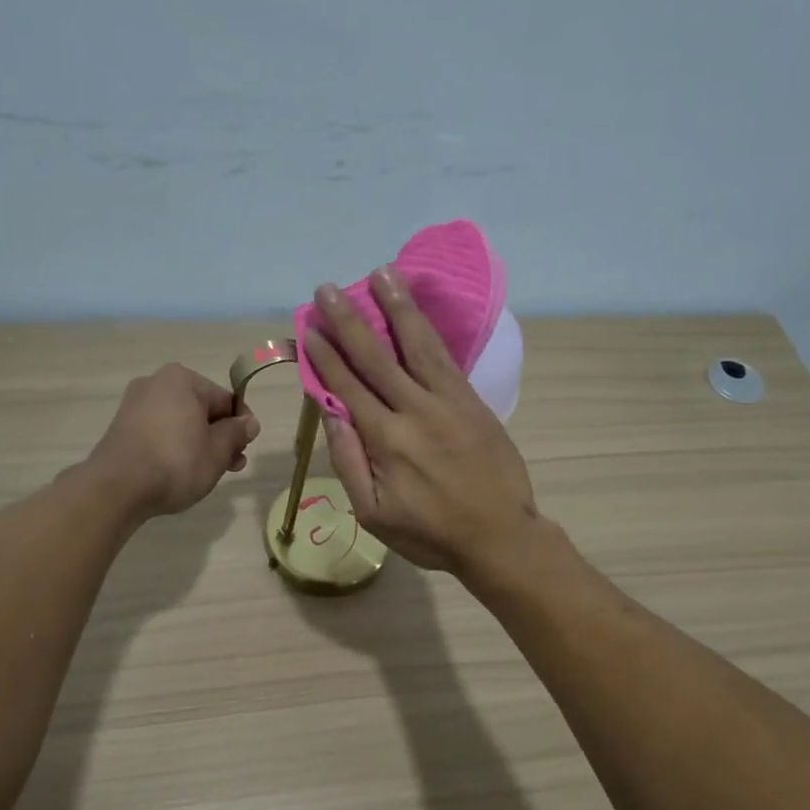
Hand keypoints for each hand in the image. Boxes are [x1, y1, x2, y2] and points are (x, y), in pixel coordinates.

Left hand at [87, 364, 259, 518]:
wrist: (118, 487)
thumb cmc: (176, 463)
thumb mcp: (218, 451)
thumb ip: (237, 433)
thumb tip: (249, 423)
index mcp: (182, 380)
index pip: (225, 400)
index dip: (241, 426)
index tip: (245, 450)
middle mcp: (156, 383)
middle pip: (201, 410)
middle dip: (219, 437)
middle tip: (231, 467)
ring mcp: (135, 405)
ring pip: (180, 423)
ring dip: (198, 444)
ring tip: (207, 474)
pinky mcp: (121, 427)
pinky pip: (159, 433)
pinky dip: (174, 448)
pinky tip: (179, 471)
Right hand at [304, 267, 538, 575]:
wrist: (499, 536)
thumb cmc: (430, 533)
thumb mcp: (374, 514)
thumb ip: (348, 463)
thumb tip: (330, 414)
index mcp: (385, 440)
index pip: (347, 386)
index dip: (326, 355)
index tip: (310, 327)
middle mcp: (414, 410)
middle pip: (376, 356)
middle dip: (349, 320)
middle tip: (328, 289)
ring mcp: (448, 401)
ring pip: (416, 344)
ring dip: (396, 307)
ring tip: (381, 273)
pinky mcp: (472, 401)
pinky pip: (446, 357)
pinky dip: (429, 329)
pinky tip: (419, 309)